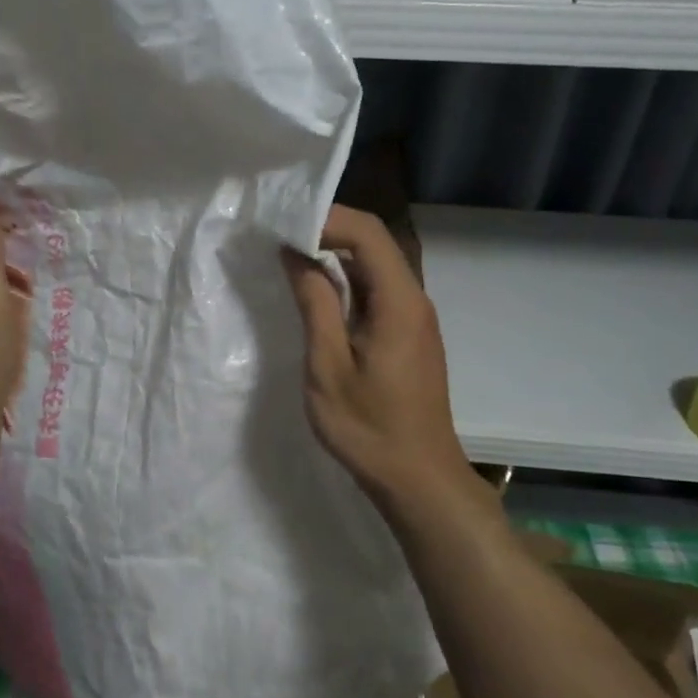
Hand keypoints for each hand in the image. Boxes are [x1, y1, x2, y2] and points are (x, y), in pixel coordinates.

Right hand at [281, 205, 485, 520]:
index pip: (367, 232)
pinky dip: (345, 280)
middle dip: (327, 231)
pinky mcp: (408, 333)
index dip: (326, 219)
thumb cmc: (368, 427)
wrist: (418, 478)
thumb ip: (315, 304)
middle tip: (279, 238)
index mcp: (399, 301)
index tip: (283, 228)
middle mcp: (414, 298)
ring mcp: (414, 316)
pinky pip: (376, 289)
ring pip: (374, 265)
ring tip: (289, 259)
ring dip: (334, 255)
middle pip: (374, 242)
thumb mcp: (328, 366)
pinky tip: (316, 292)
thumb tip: (296, 253)